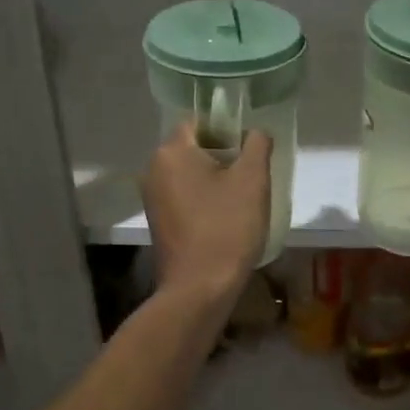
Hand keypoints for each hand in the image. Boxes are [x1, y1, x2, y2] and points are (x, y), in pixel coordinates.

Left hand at [143, 124, 272, 306]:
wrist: (199, 288)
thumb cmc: (227, 228)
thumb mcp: (253, 180)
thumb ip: (257, 145)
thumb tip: (255, 132)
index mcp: (171, 152)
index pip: (199, 121)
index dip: (227, 129)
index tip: (249, 151)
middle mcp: (153, 169)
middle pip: (193, 147)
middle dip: (223, 156)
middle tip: (251, 176)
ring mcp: (152, 198)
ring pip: (189, 173)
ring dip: (214, 180)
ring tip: (241, 200)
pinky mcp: (158, 221)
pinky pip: (183, 196)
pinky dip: (203, 199)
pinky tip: (224, 219)